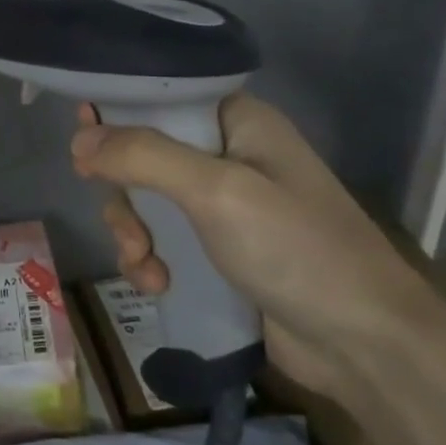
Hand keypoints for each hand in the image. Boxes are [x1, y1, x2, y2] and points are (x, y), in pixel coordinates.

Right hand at [70, 92, 441, 400]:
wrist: (366, 346)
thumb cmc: (297, 249)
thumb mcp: (216, 192)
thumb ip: (144, 157)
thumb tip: (79, 138)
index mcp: (239, 124)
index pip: (163, 97)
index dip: (118, 113)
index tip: (82, 139)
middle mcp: (229, 157)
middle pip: (143, 155)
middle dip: (125, 195)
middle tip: (126, 226)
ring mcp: (223, 208)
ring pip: (146, 203)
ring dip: (133, 235)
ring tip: (145, 266)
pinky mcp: (218, 252)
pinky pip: (162, 242)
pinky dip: (150, 262)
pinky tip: (156, 285)